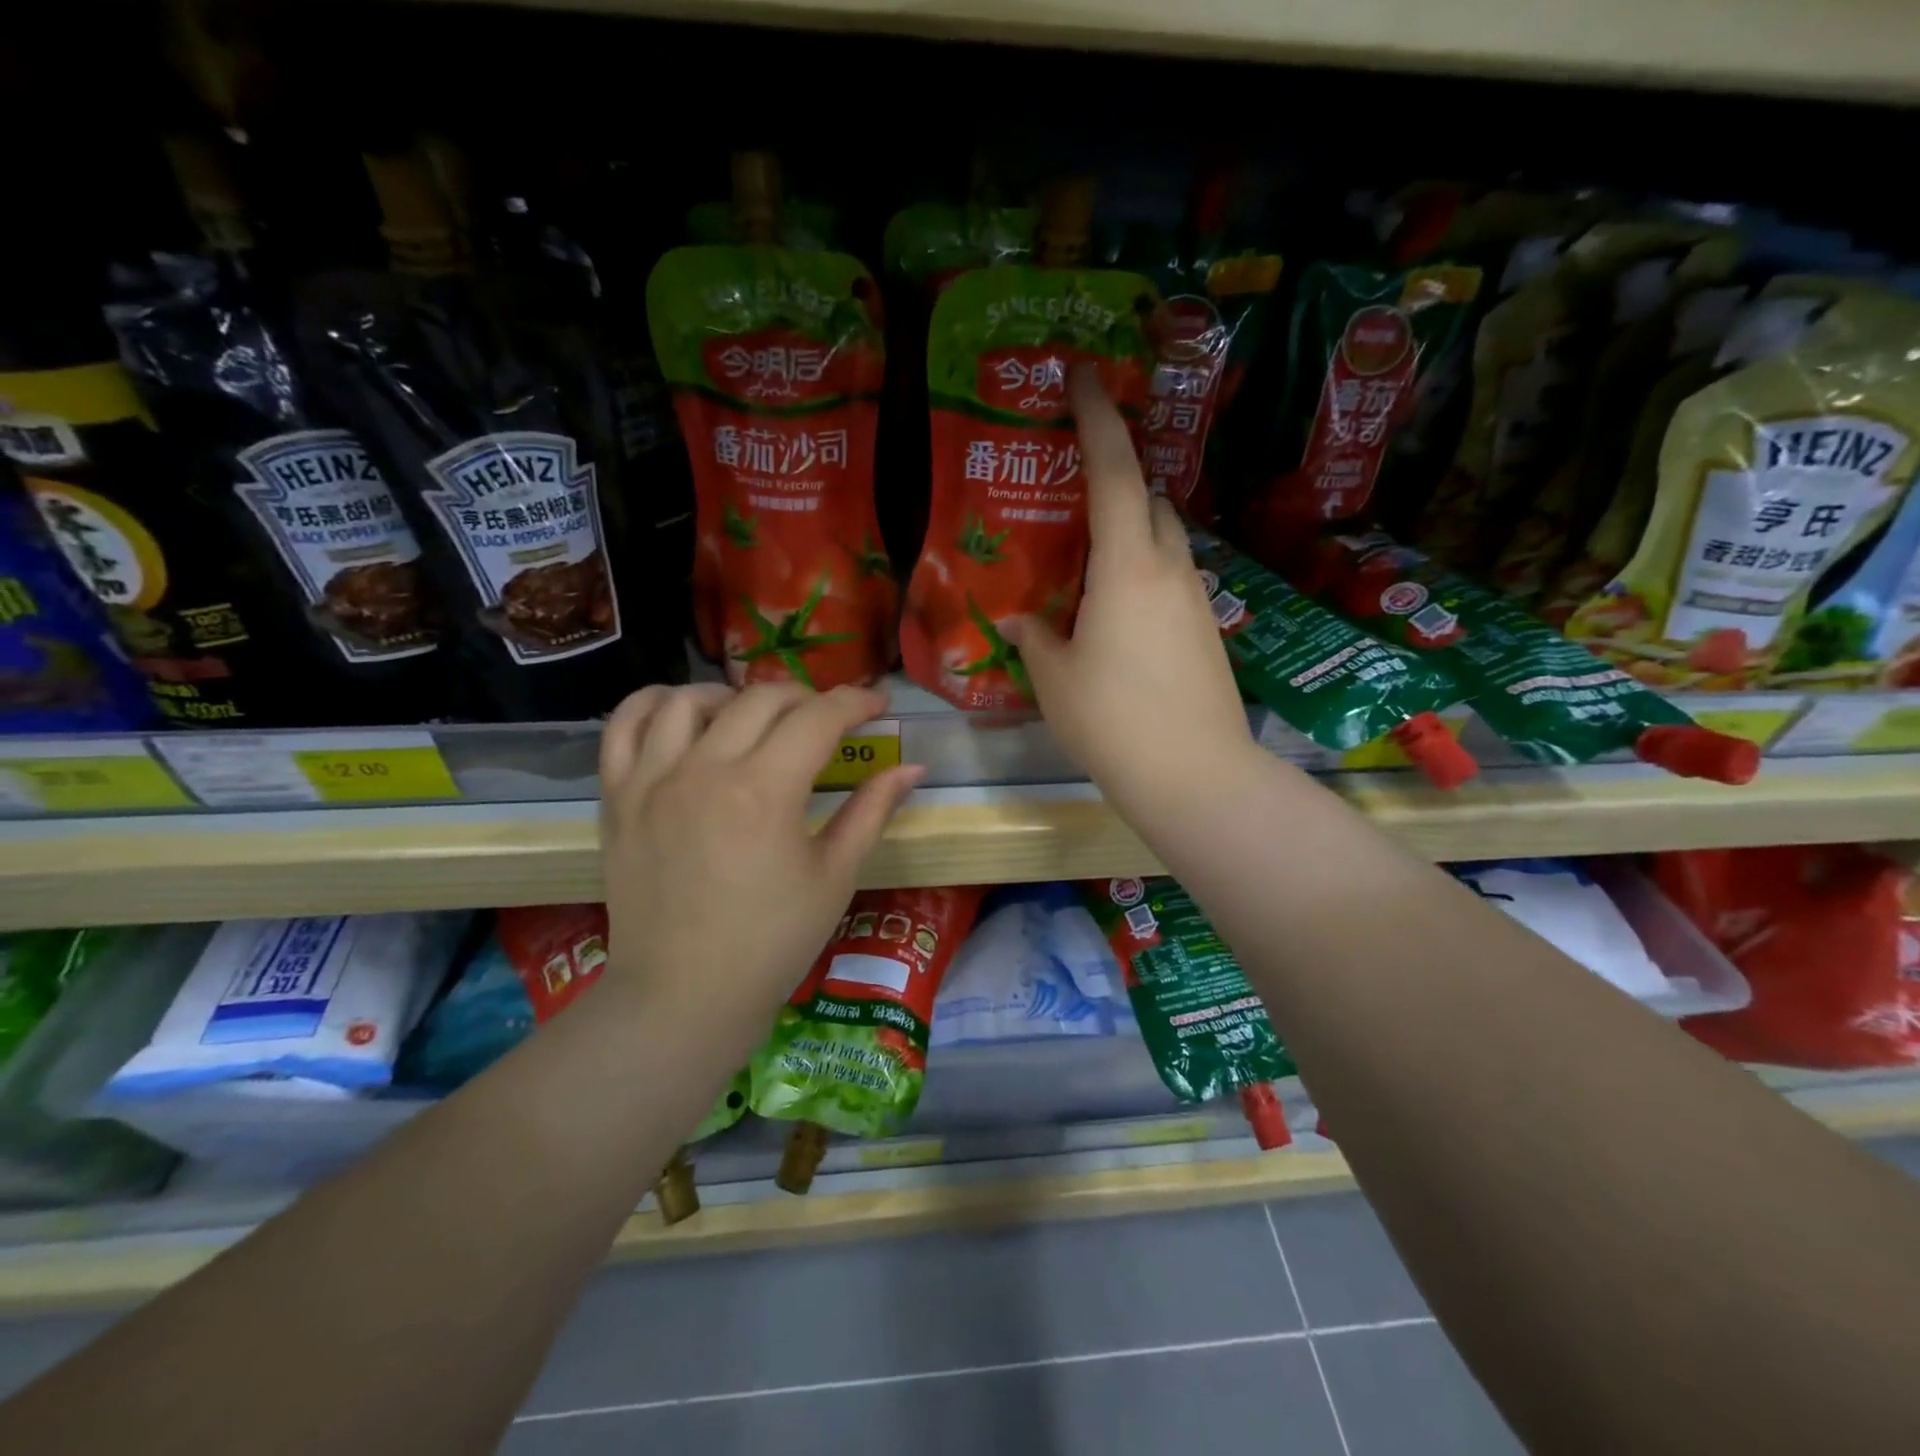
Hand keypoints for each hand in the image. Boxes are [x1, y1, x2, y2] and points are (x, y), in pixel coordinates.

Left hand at [598, 683, 924, 1033]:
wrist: (684, 996)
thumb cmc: (772, 943)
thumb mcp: (835, 876)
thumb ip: (872, 811)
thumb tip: (911, 768)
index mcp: (765, 792)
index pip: (818, 717)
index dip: (855, 701)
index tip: (876, 703)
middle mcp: (704, 770)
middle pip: (761, 699)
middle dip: (806, 697)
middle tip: (827, 721)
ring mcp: (652, 780)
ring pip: (691, 699)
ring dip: (734, 697)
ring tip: (755, 720)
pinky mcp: (617, 796)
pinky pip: (625, 725)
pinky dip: (655, 704)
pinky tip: (684, 716)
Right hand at [1005, 366, 1255, 811]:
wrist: (1194, 775)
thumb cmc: (1112, 721)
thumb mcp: (1055, 679)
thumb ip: (1037, 639)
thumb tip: (1022, 620)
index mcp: (1127, 566)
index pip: (1115, 472)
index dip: (1098, 418)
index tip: (1084, 375)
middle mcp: (1170, 569)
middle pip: (1151, 500)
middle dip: (1118, 481)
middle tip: (1075, 495)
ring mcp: (1196, 600)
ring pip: (1165, 542)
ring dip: (1133, 533)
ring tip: (1090, 564)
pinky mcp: (1207, 631)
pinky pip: (1172, 580)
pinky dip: (1145, 575)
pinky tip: (1117, 615)